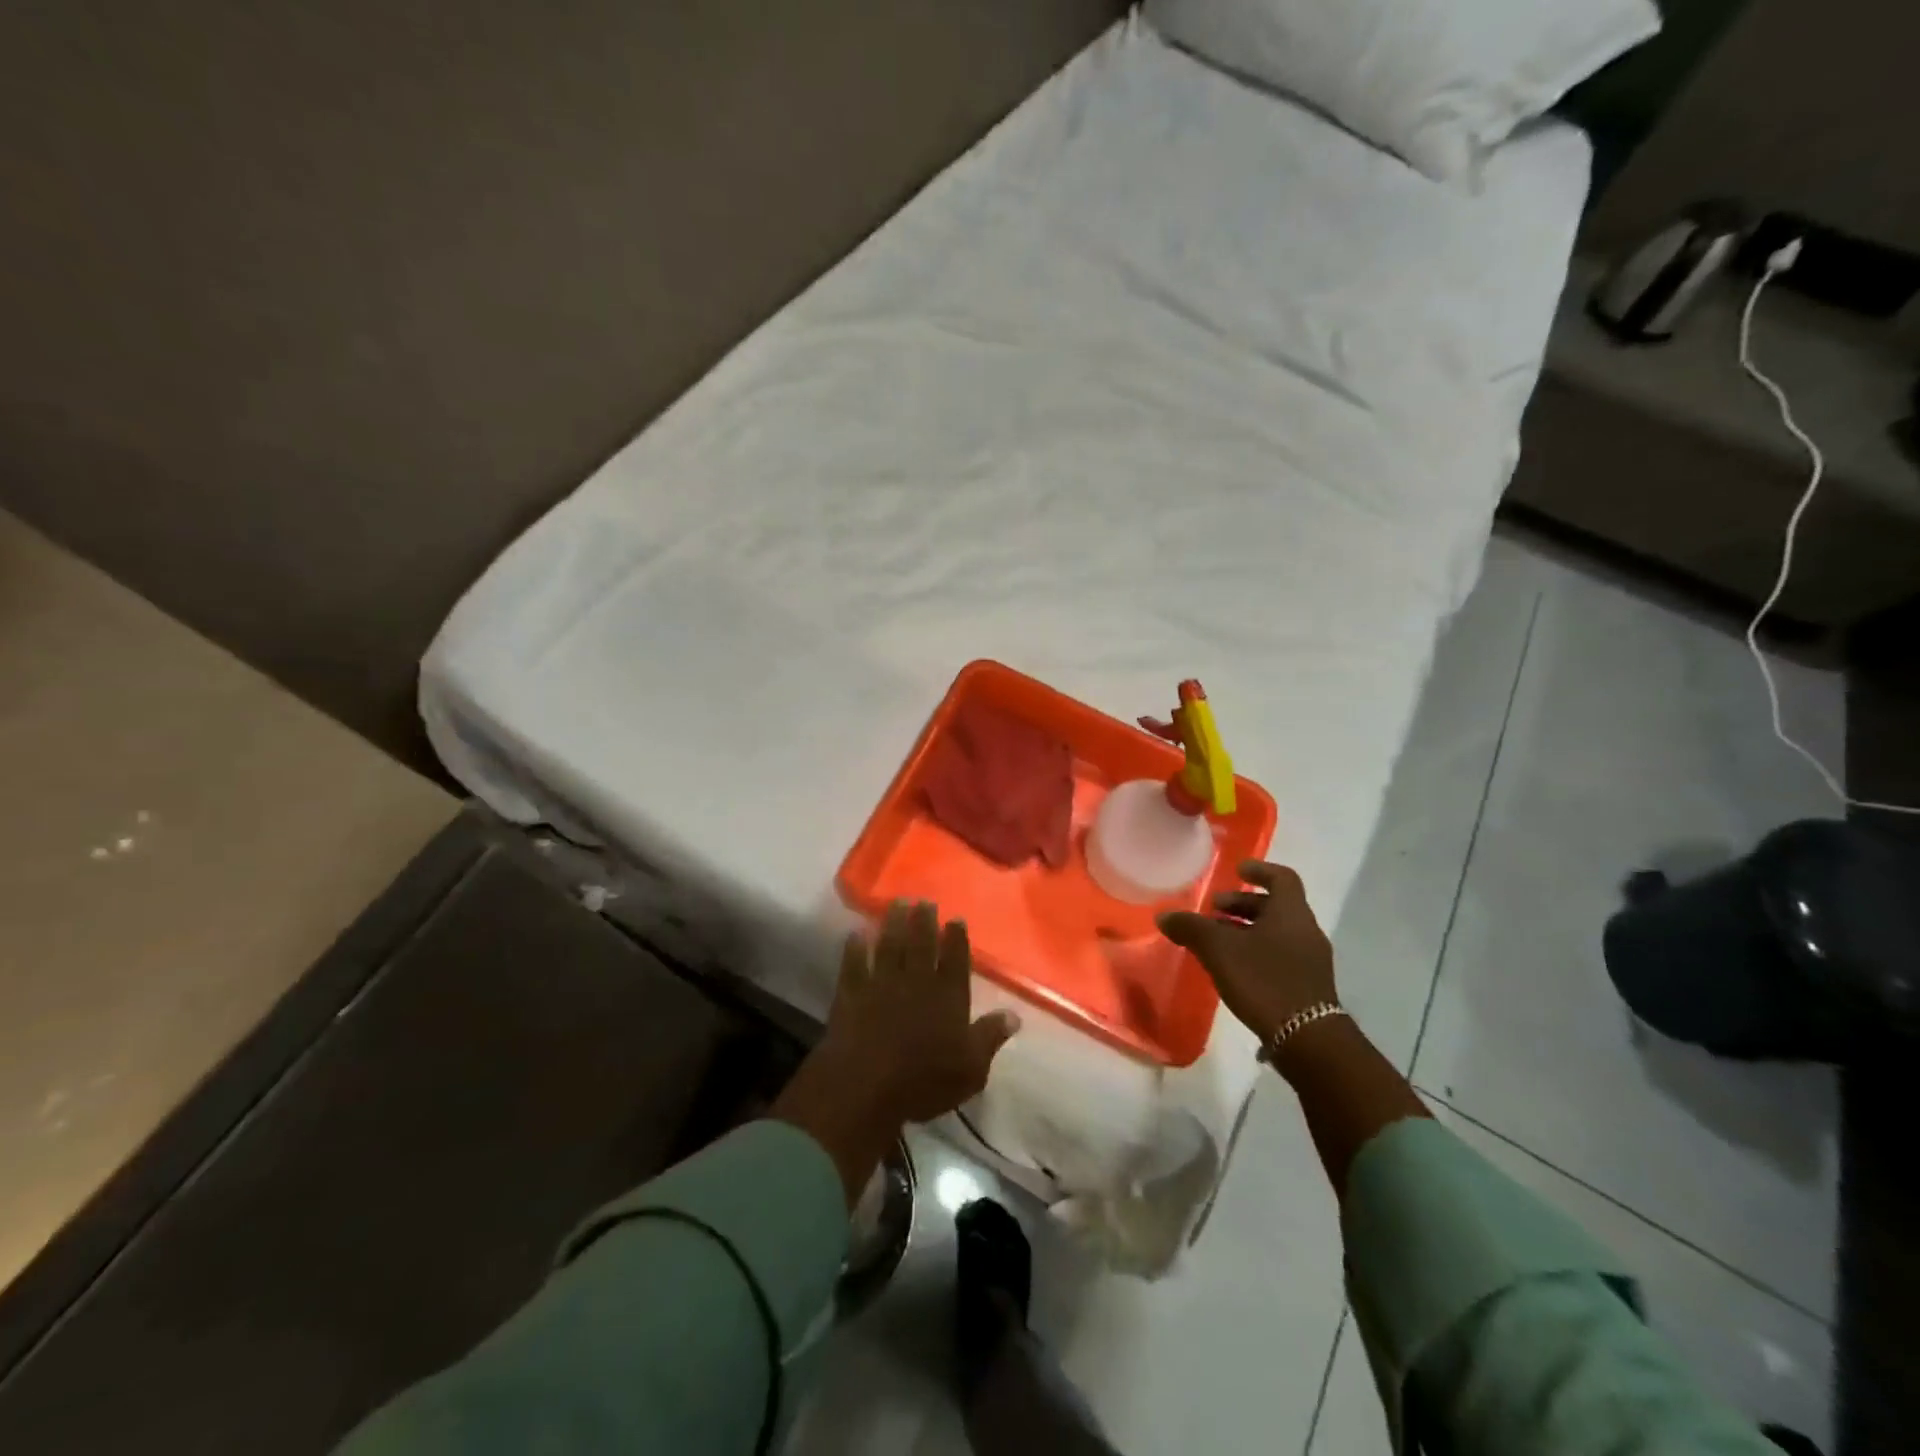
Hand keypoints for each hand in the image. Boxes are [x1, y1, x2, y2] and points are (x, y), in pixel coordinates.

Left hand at [821, 901, 1020, 1122]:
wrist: (866, 1087)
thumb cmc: (924, 1082)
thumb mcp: (971, 1069)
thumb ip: (990, 1037)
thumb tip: (1014, 1015)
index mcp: (948, 996)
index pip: (955, 959)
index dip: (956, 937)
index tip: (955, 918)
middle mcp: (916, 981)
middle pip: (921, 943)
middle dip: (923, 920)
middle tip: (923, 901)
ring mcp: (882, 983)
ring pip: (889, 945)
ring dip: (892, 923)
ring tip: (896, 903)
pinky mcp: (852, 993)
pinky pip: (853, 963)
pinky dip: (854, 947)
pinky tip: (855, 933)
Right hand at [1157, 859, 1337, 1042]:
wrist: (1307, 1039)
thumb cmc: (1264, 980)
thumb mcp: (1218, 950)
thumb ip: (1191, 928)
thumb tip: (1164, 915)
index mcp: (1291, 913)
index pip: (1282, 878)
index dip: (1259, 870)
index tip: (1238, 870)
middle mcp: (1305, 931)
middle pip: (1275, 906)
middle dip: (1242, 904)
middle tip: (1214, 909)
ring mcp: (1310, 960)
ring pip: (1276, 932)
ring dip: (1247, 929)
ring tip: (1217, 940)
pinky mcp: (1308, 986)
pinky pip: (1280, 955)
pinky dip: (1256, 951)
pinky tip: (1233, 968)